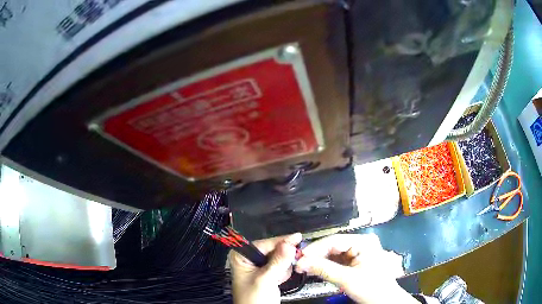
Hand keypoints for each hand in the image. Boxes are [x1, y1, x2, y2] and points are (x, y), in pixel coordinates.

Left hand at [230, 233, 301, 303]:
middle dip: (283, 257)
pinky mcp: (267, 273)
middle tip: (294, 260)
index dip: (281, 242)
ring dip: (283, 267)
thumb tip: (289, 244)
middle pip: (273, 249)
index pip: (265, 243)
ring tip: (278, 279)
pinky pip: (281, 266)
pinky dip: (283, 272)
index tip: (298, 237)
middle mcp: (250, 258)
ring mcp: (259, 266)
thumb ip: (278, 262)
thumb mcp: (265, 280)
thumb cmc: (254, 299)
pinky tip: (278, 281)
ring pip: (280, 257)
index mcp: (242, 256)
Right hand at [295, 234, 417, 303]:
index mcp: (364, 242)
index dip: (315, 248)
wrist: (385, 301)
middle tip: (299, 264)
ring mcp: (358, 252)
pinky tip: (315, 270)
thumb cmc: (372, 288)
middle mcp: (361, 243)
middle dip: (316, 256)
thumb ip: (324, 269)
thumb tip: (301, 262)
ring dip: (318, 261)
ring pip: (333, 254)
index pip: (335, 240)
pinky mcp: (354, 262)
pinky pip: (336, 261)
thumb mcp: (347, 279)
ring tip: (304, 267)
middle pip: (333, 246)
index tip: (299, 257)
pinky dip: (325, 266)